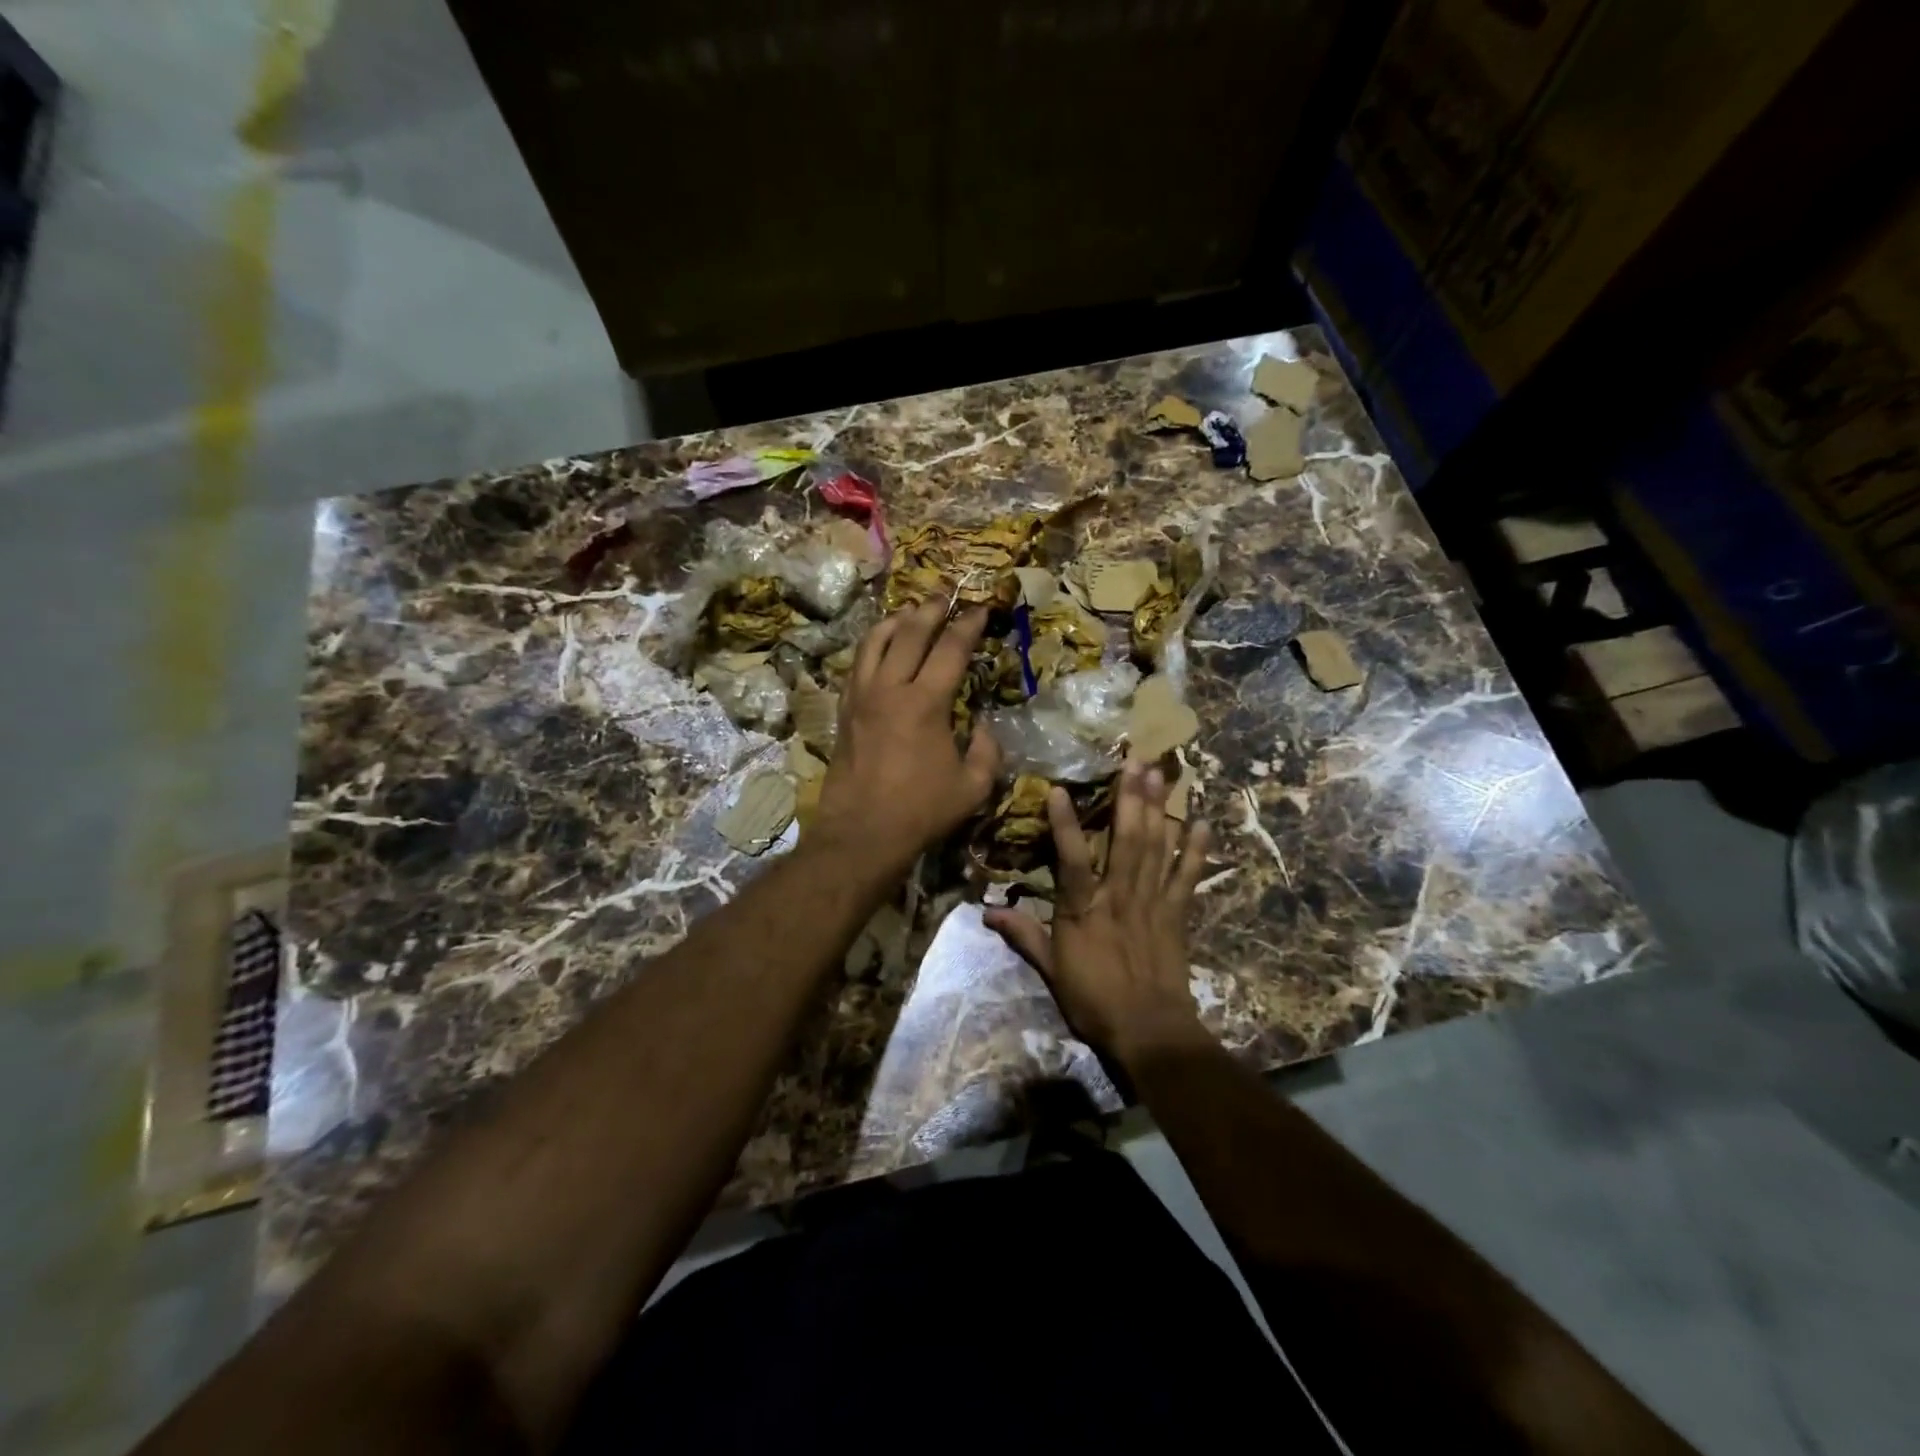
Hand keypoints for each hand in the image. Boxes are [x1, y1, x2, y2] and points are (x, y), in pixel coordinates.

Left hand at [812, 602, 1001, 873]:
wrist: (862, 834)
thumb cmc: (921, 812)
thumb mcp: (973, 786)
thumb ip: (986, 750)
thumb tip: (982, 726)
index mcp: (925, 703)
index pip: (951, 649)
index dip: (969, 625)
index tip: (981, 608)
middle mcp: (890, 689)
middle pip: (910, 633)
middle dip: (931, 610)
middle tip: (945, 595)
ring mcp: (861, 697)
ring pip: (874, 642)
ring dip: (895, 621)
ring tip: (910, 612)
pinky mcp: (845, 711)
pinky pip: (857, 665)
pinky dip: (871, 647)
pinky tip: (879, 647)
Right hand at [985, 762, 1213, 1071]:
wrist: (1149, 1031)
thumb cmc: (1094, 1001)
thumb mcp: (1051, 970)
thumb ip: (1024, 936)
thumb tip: (986, 913)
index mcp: (1084, 910)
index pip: (1071, 860)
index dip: (1065, 825)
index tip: (1060, 790)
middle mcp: (1119, 896)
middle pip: (1127, 840)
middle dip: (1131, 797)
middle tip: (1136, 760)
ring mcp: (1152, 902)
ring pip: (1157, 847)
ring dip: (1159, 809)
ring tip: (1162, 774)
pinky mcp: (1177, 913)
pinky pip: (1188, 876)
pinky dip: (1196, 849)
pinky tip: (1201, 821)